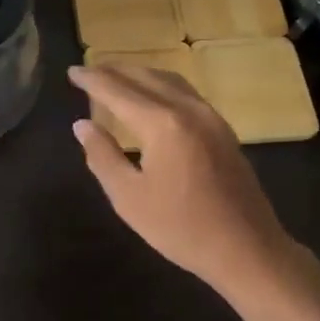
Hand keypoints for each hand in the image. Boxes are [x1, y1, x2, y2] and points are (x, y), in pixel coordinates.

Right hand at [68, 64, 306, 297]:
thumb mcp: (130, 198)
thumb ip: (103, 156)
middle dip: (114, 71)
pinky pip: (184, 92)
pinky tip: (151, 97)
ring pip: (168, 80)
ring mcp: (210, 116)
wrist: (248, 249)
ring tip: (115, 78)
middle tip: (88, 72)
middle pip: (145, 77)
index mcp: (162, 123)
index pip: (117, 90)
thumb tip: (82, 124)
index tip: (71, 71)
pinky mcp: (222, 128)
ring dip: (139, 74)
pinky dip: (160, 86)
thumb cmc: (182, 228)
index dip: (91, 79)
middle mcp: (187, 109)